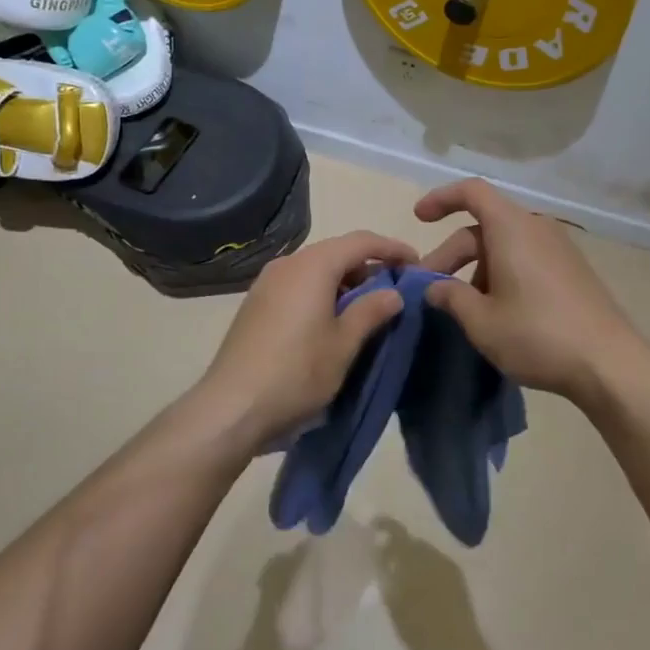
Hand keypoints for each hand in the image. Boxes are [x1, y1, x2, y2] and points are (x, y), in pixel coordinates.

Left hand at [197, 231, 414, 443]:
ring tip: (368, 310)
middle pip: (337, 252)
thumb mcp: (344, 345)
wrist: (231, 407)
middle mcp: (287, 264)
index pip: (361, 241)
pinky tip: (332, 321)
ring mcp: (267, 283)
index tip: (417, 264)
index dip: (392, 248)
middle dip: (369, 267)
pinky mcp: (256, 304)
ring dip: (345, 282)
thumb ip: (371, 311)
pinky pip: (298, 285)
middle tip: (395, 291)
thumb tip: (393, 292)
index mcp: (312, 266)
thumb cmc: (297, 372)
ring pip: (316, 270)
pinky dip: (322, 293)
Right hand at [417, 179, 643, 402]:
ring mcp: (558, 248)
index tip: (418, 218)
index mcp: (512, 228)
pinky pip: (526, 258)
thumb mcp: (482, 321)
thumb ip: (450, 297)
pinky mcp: (571, 270)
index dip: (441, 199)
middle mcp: (536, 227)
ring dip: (476, 268)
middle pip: (483, 226)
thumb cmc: (537, 335)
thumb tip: (434, 288)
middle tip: (429, 289)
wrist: (609, 364)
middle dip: (451, 254)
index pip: (472, 192)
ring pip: (504, 245)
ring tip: (462, 307)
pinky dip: (501, 273)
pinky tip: (496, 310)